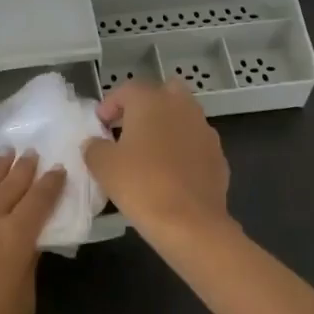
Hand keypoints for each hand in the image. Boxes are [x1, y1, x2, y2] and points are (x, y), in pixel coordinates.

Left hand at [0, 151, 65, 313]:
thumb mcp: (22, 305)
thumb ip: (28, 268)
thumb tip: (29, 243)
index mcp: (14, 238)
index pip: (39, 201)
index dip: (50, 183)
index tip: (58, 168)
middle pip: (9, 188)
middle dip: (23, 169)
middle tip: (31, 151)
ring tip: (3, 152)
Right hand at [85, 78, 233, 250]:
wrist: (190, 223)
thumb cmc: (141, 185)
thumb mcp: (103, 166)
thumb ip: (94, 147)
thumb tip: (95, 143)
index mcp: (151, 101)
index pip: (127, 89)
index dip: (110, 105)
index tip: (100, 125)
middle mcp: (181, 107)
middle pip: (163, 93)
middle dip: (146, 106)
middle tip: (128, 129)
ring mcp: (204, 130)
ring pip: (183, 117)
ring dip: (167, 127)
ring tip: (149, 153)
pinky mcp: (218, 155)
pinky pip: (195, 143)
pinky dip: (183, 150)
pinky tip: (171, 173)